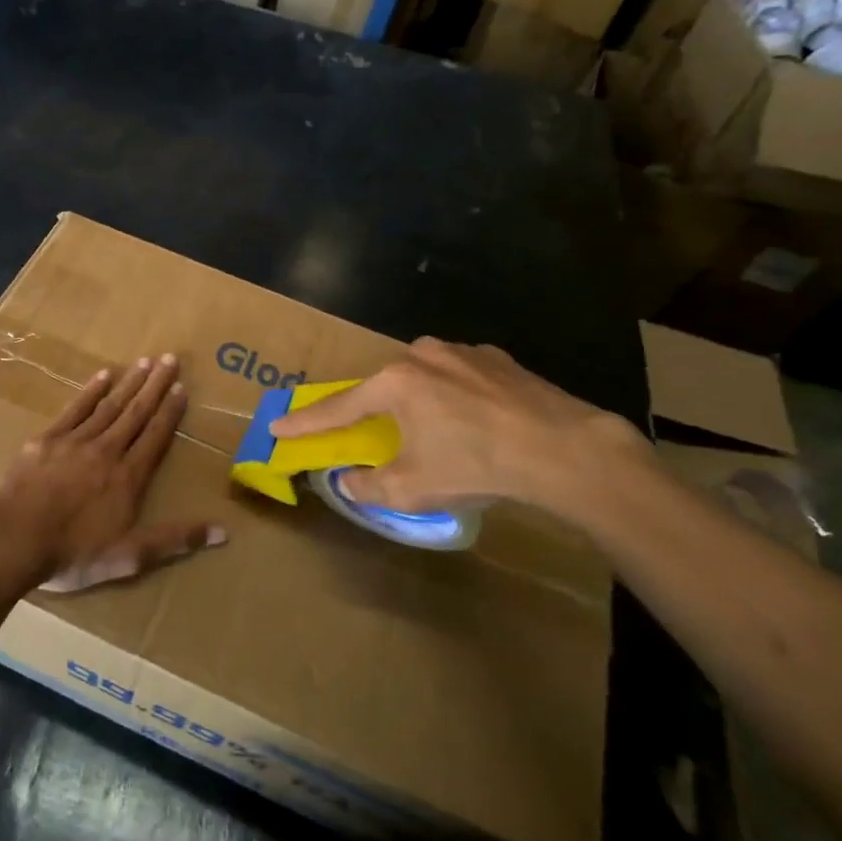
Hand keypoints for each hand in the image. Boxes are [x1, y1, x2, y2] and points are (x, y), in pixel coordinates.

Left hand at [0, 354, 224, 593]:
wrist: (13, 539)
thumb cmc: (73, 553)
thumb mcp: (130, 557)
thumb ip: (175, 540)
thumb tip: (223, 531)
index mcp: (128, 477)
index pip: (155, 437)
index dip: (170, 412)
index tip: (181, 388)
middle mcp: (107, 451)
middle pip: (136, 413)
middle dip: (154, 386)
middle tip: (169, 359)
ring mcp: (75, 441)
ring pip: (109, 406)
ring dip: (129, 383)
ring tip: (144, 361)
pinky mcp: (47, 439)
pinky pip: (74, 409)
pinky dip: (90, 391)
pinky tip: (103, 376)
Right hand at [268, 338, 649, 522]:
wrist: (564, 450)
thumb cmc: (476, 466)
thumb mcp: (413, 488)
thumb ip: (369, 485)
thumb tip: (347, 480)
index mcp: (395, 382)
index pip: (339, 407)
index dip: (306, 422)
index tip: (277, 426)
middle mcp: (422, 355)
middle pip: (385, 387)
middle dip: (375, 412)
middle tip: (372, 433)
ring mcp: (464, 352)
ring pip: (425, 378)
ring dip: (420, 403)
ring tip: (438, 434)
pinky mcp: (500, 359)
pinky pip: (462, 377)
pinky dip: (456, 397)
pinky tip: (476, 422)